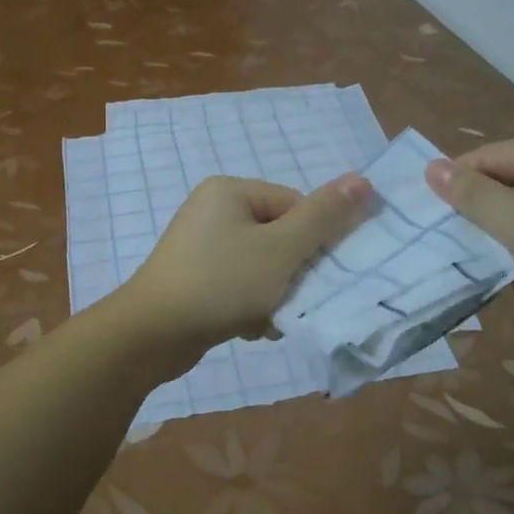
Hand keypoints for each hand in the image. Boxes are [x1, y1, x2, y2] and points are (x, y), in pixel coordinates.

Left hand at [119, 173, 373, 350]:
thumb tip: (363, 179)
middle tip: (290, 302)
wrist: (151, 334)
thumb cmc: (221, 283)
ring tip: (266, 319)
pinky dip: (250, 305)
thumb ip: (324, 216)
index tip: (312, 276)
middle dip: (291, 275)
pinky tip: (248, 328)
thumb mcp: (281, 249)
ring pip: (262, 266)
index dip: (312, 243)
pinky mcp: (194, 277)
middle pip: (279, 237)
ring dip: (274, 295)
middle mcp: (213, 210)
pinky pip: (238, 284)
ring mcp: (200, 245)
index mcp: (231, 191)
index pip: (295, 206)